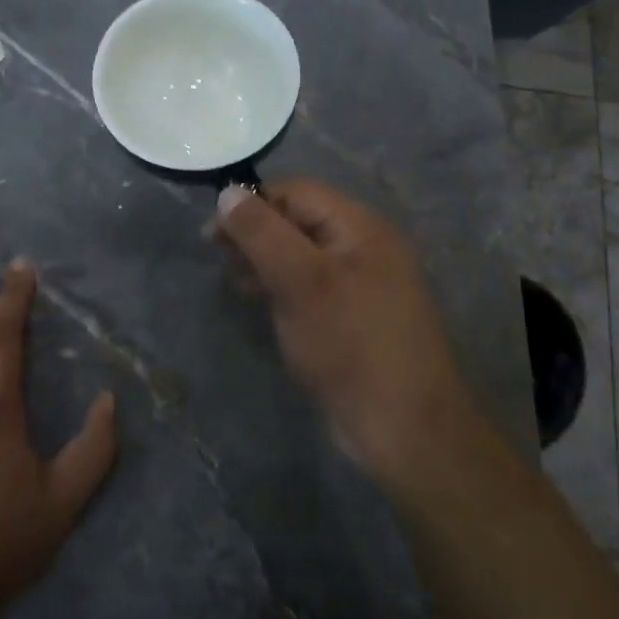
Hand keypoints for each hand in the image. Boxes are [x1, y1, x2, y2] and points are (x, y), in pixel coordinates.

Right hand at [213, 180, 474, 483]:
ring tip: (236, 282)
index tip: (213, 234)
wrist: (405, 427)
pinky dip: (282, 286)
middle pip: (298, 219)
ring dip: (265, 261)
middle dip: (256, 233)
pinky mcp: (353, 315)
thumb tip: (228, 193)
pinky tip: (261, 303)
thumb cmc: (350, 343)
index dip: (253, 203)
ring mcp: (360, 281)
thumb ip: (262, 233)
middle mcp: (362, 244)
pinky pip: (311, 285)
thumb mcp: (300, 281)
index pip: (296, 191)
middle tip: (222, 261)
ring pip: (301, 254)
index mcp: (359, 224)